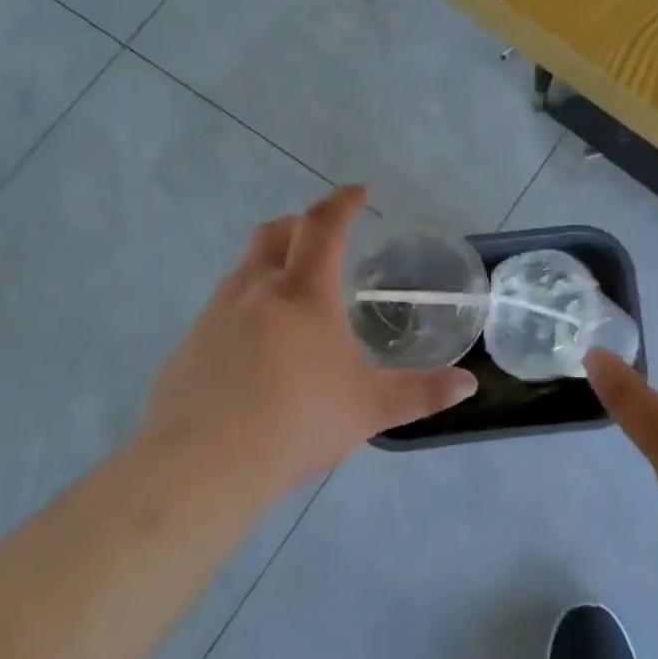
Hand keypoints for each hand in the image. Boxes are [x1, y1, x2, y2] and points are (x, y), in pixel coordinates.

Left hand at [141, 186, 476, 503]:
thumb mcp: (369, 409)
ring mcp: (214, 314)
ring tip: (295, 295)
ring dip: (271, 262)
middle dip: (301, 224)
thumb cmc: (296, 424)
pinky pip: (223, 305)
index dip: (342, 202)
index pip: (323, 226)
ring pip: (244, 267)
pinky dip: (248, 302)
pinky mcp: (188, 344)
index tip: (358, 192)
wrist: (201, 466)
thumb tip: (468, 384)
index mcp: (303, 294)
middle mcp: (255, 290)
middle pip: (273, 232)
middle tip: (325, 238)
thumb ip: (421, 393)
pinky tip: (259, 345)